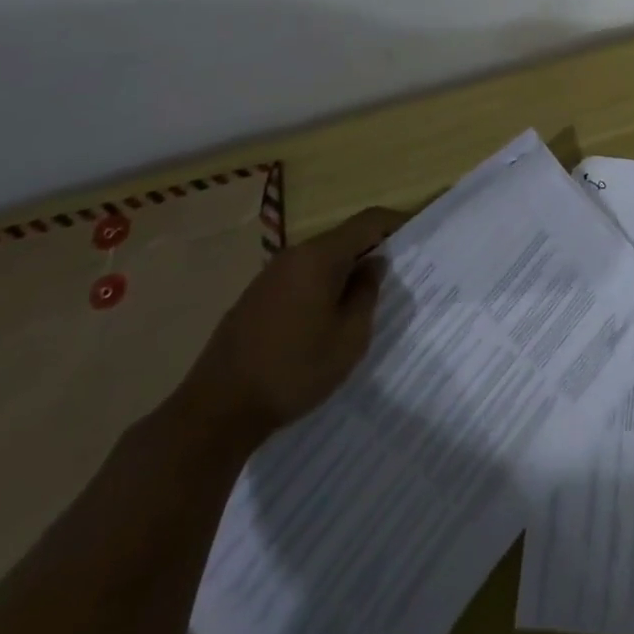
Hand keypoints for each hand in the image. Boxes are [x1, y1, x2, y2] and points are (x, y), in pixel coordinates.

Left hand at [181, 206, 408, 447]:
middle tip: (394, 276)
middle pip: (343, 238)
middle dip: (371, 250)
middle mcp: (294, 255)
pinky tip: (324, 320)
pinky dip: (321, 287)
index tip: (417, 234)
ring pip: (320, 260)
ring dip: (344, 271)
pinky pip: (300, 278)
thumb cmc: (293, 371)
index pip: (368, 221)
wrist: (215, 412)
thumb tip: (373, 264)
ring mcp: (269, 276)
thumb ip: (367, 293)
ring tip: (361, 301)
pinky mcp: (254, 298)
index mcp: (319, 256)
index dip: (396, 222)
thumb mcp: (349, 338)